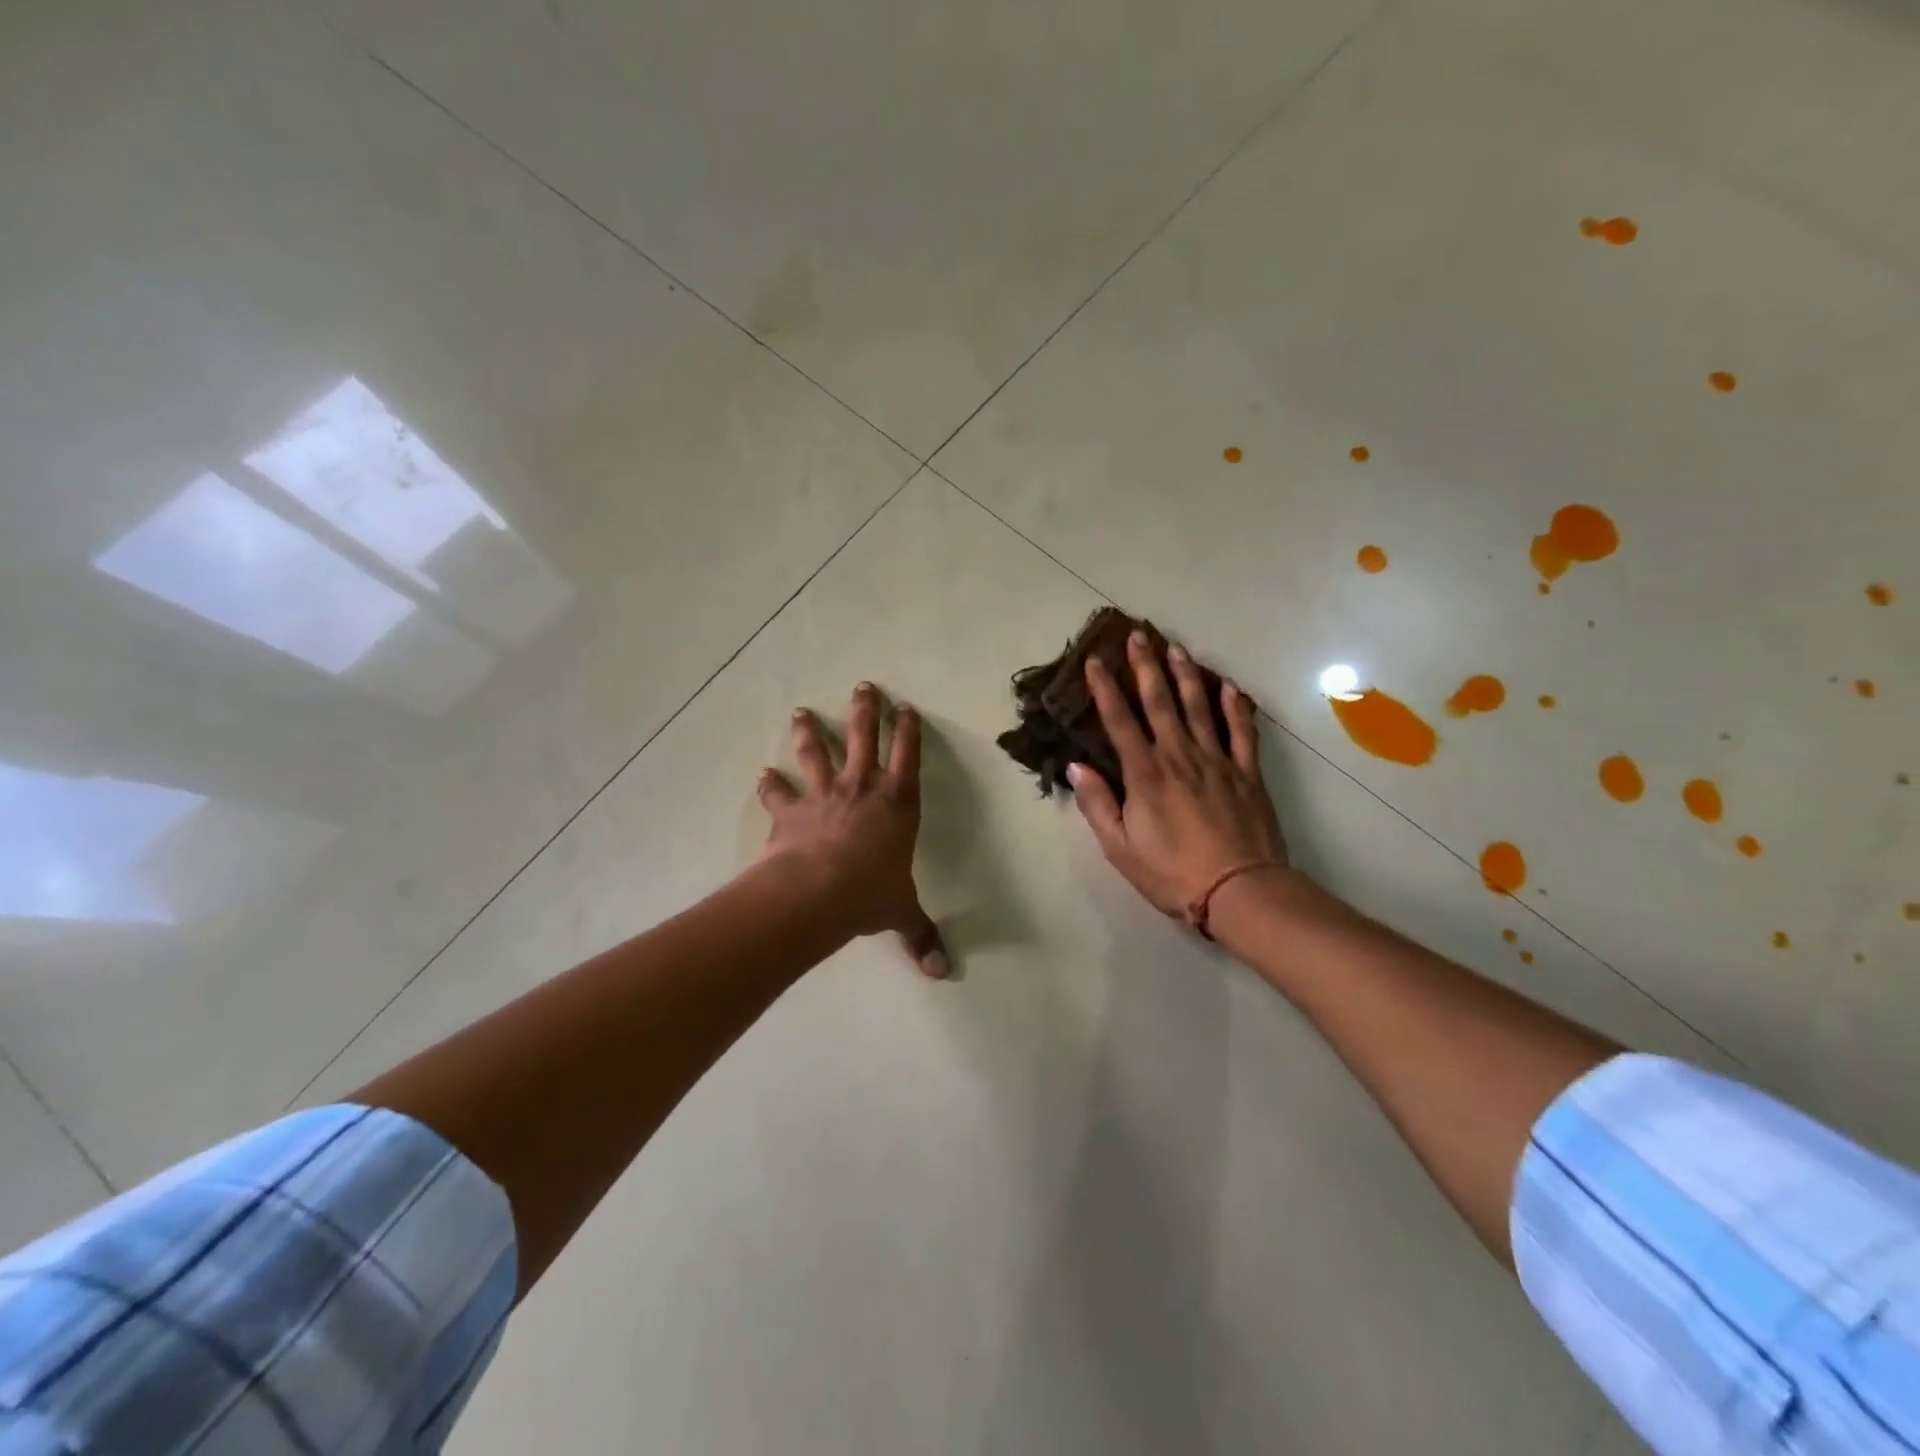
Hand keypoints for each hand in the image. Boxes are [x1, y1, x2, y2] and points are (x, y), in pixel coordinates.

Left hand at [758, 683, 948, 977]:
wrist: (818, 892)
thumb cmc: (870, 893)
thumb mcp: (901, 913)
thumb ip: (921, 936)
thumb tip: (942, 973)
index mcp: (898, 804)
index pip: (908, 757)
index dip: (909, 731)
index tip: (907, 707)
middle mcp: (862, 789)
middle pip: (865, 739)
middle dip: (865, 711)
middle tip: (863, 686)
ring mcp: (824, 796)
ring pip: (819, 754)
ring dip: (810, 732)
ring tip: (801, 712)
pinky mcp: (792, 812)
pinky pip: (780, 793)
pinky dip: (771, 785)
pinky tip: (763, 774)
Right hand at [1070, 632, 1288, 921]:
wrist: (1239, 890)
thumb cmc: (1171, 873)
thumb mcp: (1120, 848)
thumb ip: (1098, 804)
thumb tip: (1078, 767)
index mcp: (1145, 774)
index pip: (1119, 720)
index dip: (1105, 688)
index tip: (1096, 660)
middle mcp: (1179, 756)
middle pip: (1160, 701)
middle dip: (1146, 666)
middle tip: (1139, 635)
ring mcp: (1217, 761)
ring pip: (1200, 707)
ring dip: (1187, 675)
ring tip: (1178, 648)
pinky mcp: (1247, 773)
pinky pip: (1242, 732)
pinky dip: (1235, 707)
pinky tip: (1229, 687)